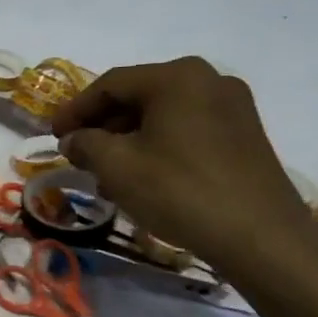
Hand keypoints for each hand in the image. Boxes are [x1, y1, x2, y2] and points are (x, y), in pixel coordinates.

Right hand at [52, 58, 317, 277]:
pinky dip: (159, 146)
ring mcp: (233, 108)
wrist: (263, 239)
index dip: (75, 109)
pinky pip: (188, 130)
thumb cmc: (181, 191)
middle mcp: (208, 80)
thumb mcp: (117, 166)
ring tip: (107, 172)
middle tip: (78, 152)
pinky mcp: (246, 137)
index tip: (54, 135)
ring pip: (163, 115)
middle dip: (103, 125)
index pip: (110, 84)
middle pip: (139, 96)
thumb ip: (86, 144)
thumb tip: (74, 140)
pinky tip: (143, 177)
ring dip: (129, 139)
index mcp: (177, 76)